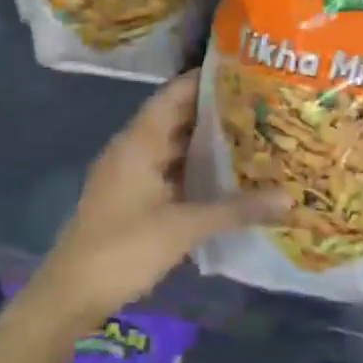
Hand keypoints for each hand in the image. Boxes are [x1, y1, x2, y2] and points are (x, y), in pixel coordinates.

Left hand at [32, 72, 281, 323]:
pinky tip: (225, 176)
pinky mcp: (133, 198)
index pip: (173, 95)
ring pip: (173, 147)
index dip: (205, 80)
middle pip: (176, 119)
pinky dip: (194, 169)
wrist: (74, 291)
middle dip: (214, 112)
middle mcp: (133, 149)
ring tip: (252, 135)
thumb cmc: (125, 248)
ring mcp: (131, 174)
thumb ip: (235, 209)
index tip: (244, 72)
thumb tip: (288, 198)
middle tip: (261, 105)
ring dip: (205, 143)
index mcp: (138, 142)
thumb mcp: (183, 227)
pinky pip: (169, 171)